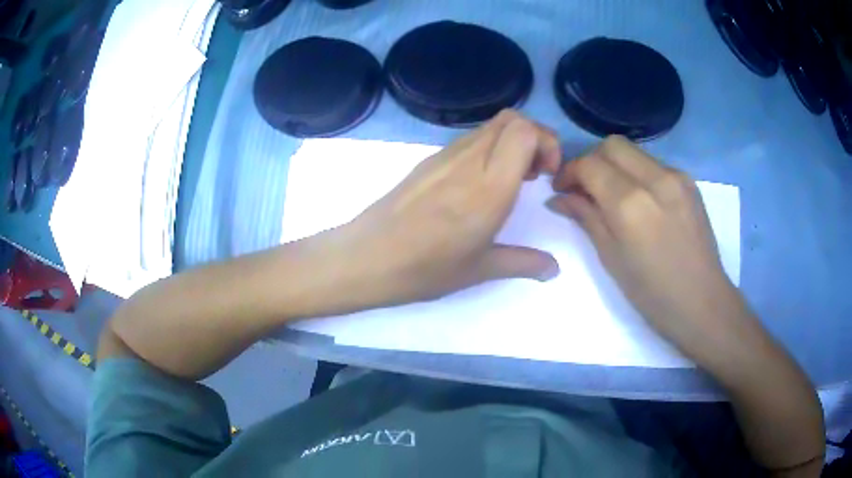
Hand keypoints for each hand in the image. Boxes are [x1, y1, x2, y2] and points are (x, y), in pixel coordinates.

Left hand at [337, 110, 561, 306]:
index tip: (547, 174)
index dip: (546, 142)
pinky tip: (480, 184)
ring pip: (490, 125)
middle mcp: (470, 160)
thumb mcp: (481, 269)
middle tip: (535, 173)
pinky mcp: (429, 160)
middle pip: (512, 118)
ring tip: (510, 181)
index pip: (525, 131)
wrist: (367, 258)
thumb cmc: (425, 268)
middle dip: (535, 137)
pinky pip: (469, 139)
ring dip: (511, 141)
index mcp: (490, 187)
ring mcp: (446, 156)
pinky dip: (489, 148)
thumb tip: (555, 269)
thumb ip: (524, 263)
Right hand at [548, 136, 752, 353]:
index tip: (561, 190)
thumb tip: (560, 198)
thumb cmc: (652, 294)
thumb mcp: (611, 259)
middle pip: (612, 145)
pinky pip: (653, 164)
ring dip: (615, 165)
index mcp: (630, 204)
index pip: (590, 165)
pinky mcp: (689, 183)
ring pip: (634, 151)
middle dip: (591, 160)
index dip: (569, 172)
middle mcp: (655, 179)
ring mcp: (676, 177)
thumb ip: (586, 218)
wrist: (703, 303)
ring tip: (611, 195)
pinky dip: (637, 173)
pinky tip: (639, 200)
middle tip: (585, 188)